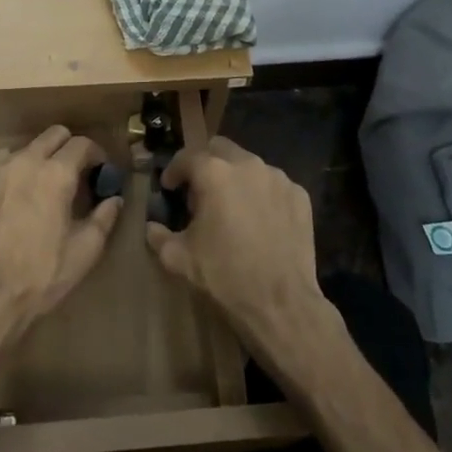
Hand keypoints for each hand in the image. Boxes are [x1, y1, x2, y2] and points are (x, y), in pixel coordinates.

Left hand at [0, 126, 121, 323]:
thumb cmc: (42, 273)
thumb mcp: (85, 250)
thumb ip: (104, 218)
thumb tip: (114, 200)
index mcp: (56, 174)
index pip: (82, 144)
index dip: (96, 154)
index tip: (101, 170)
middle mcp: (26, 161)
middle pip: (53, 135)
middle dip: (69, 147)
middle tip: (77, 173)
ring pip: (26, 146)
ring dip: (41, 157)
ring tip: (45, 184)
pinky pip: (1, 162)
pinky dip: (15, 168)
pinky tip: (17, 192)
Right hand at [144, 138, 327, 350]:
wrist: (281, 302)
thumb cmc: (225, 276)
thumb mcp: (180, 258)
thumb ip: (159, 236)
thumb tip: (152, 227)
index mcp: (214, 173)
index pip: (186, 157)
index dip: (173, 171)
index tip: (169, 187)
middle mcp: (247, 165)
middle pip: (220, 149)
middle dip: (205, 164)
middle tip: (200, 192)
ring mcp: (278, 178)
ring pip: (249, 164)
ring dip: (235, 178)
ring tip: (231, 207)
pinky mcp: (299, 195)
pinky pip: (273, 184)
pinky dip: (261, 194)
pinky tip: (259, 220)